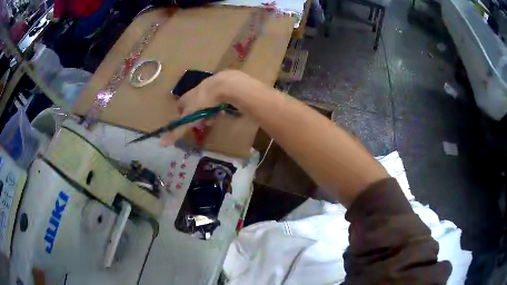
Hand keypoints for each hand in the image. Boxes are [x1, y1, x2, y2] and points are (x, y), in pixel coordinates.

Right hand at [160, 70, 255, 145]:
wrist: (221, 85)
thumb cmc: (202, 102)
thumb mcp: (189, 118)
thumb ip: (177, 130)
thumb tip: (161, 143)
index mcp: (185, 98)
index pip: (180, 107)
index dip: (183, 117)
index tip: (189, 125)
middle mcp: (194, 92)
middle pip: (194, 107)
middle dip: (199, 117)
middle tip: (205, 123)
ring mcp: (207, 88)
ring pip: (206, 104)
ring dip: (209, 113)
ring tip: (215, 116)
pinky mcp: (219, 87)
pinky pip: (217, 100)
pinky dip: (218, 107)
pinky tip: (223, 110)